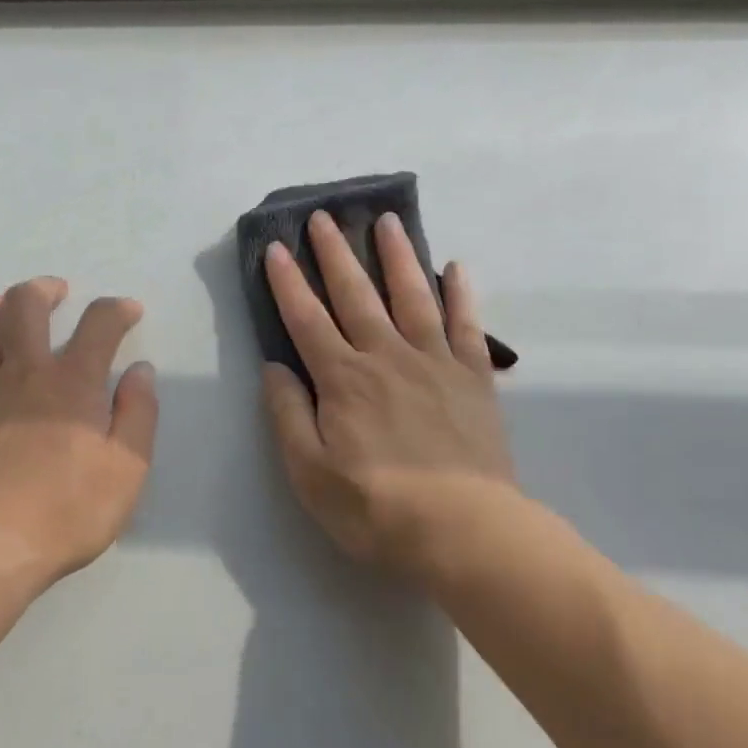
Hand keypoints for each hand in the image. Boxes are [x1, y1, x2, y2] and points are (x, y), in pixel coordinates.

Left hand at [0, 278, 157, 589]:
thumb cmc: (68, 511)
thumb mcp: (129, 469)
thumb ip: (139, 414)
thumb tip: (141, 372)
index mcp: (72, 384)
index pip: (98, 324)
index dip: (116, 309)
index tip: (128, 312)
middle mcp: (23, 375)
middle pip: (24, 307)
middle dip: (42, 289)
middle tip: (57, 293)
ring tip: (2, 306)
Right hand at [262, 211, 519, 583]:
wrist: (463, 531)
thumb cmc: (376, 507)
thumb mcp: (310, 473)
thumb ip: (289, 416)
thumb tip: (273, 367)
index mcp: (343, 379)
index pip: (306, 320)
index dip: (287, 283)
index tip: (274, 248)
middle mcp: (387, 356)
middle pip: (356, 294)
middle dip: (335, 254)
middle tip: (323, 216)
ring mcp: (435, 362)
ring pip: (412, 296)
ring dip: (397, 256)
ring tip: (387, 221)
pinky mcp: (474, 377)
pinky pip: (467, 325)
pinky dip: (462, 294)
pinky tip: (457, 268)